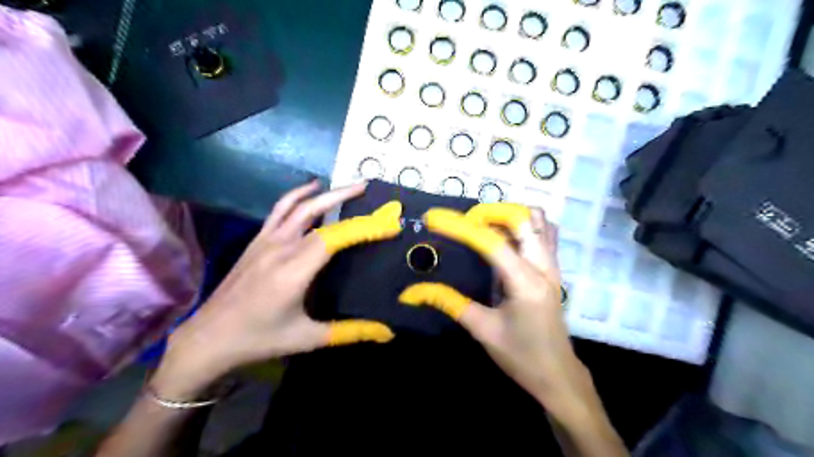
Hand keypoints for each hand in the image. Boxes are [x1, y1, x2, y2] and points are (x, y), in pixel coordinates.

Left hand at [154, 180, 400, 396]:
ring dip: (324, 192)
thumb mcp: (308, 338)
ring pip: (297, 205)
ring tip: (347, 186)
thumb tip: (386, 332)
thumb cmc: (260, 339)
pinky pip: (280, 210)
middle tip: (368, 188)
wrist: (209, 338)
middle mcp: (280, 248)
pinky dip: (298, 195)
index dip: (363, 227)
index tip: (388, 223)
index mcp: (294, 270)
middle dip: (345, 197)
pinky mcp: (257, 241)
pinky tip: (310, 190)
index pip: (335, 238)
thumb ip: (350, 331)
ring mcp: (265, 241)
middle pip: (316, 211)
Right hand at [401, 206, 602, 422]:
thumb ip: (450, 303)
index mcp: (525, 282)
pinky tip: (505, 238)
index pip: (491, 242)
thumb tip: (414, 291)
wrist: (557, 375)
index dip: (460, 227)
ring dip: (510, 216)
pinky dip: (523, 226)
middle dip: (491, 212)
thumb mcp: (482, 329)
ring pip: (538, 222)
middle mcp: (543, 266)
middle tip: (465, 221)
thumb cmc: (521, 356)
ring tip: (484, 226)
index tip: (434, 218)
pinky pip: (544, 233)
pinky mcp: (554, 270)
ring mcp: (553, 266)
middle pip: (524, 219)